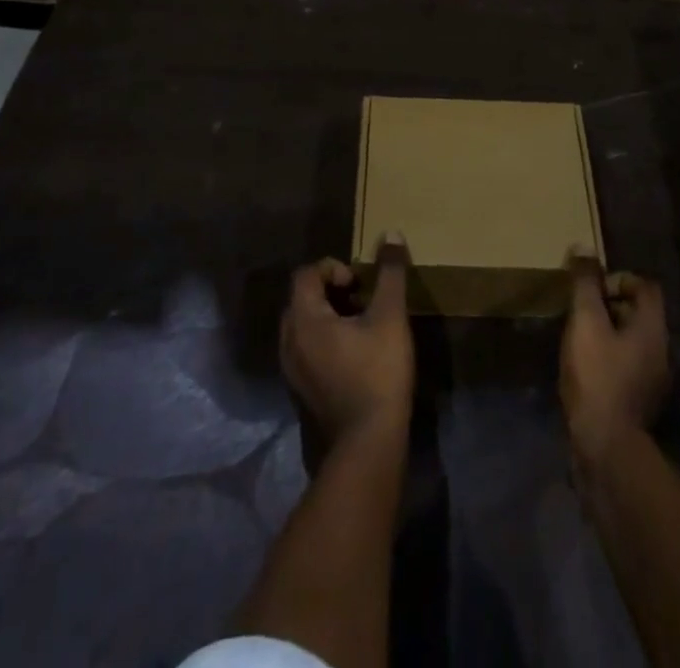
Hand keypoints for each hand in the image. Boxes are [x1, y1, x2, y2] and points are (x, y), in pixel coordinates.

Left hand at [281, 240, 413, 446]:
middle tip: (362, 300)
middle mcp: (289, 341)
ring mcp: (292, 370)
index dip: (333, 268)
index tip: (360, 283)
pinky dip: (325, 340)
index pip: (306, 274)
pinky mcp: (301, 390)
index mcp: (304, 319)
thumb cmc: (377, 373)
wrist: (367, 445)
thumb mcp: (390, 317)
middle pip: (302, 298)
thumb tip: (391, 233)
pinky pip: (306, 349)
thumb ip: (390, 273)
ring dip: (329, 315)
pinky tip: (355, 354)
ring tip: (362, 325)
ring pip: (304, 325)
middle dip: (332, 291)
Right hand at [560, 249, 669, 462]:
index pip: (646, 286)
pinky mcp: (639, 403)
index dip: (619, 279)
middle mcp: (661, 350)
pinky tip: (584, 368)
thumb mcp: (586, 321)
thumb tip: (583, 248)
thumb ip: (585, 284)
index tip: (592, 289)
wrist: (606, 447)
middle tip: (580, 311)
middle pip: (639, 312)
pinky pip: (626, 366)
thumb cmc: (597, 375)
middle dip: (609, 305)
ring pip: (631, 340)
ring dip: (607, 333)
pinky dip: (608, 358)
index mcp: (653, 328)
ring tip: (578, 338)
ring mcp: (653, 380)